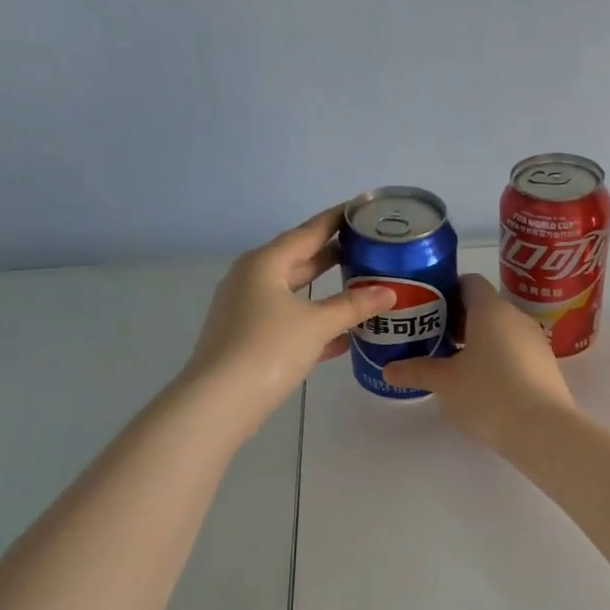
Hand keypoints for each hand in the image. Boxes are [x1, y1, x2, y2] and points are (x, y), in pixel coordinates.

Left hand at [182, 206, 395, 433]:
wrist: (221, 400)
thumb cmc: (269, 348)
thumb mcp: (317, 324)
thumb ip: (353, 305)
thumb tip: (388, 292)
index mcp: (265, 263)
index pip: (308, 232)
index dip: (336, 220)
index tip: (361, 209)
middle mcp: (251, 279)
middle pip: (299, 260)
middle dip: (332, 256)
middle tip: (367, 248)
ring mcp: (246, 309)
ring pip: (293, 293)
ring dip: (324, 292)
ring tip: (360, 286)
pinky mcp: (247, 338)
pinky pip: (287, 321)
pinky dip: (312, 322)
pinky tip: (341, 335)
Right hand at [384, 274, 575, 448]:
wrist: (543, 430)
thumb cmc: (488, 394)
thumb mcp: (445, 383)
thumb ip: (417, 371)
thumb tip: (388, 370)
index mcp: (490, 310)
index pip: (469, 283)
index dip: (447, 291)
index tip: (427, 310)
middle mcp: (516, 317)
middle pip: (484, 308)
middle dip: (458, 321)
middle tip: (432, 340)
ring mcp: (535, 342)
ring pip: (501, 332)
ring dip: (477, 342)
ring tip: (453, 365)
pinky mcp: (545, 367)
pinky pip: (515, 352)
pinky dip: (496, 360)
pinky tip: (481, 384)